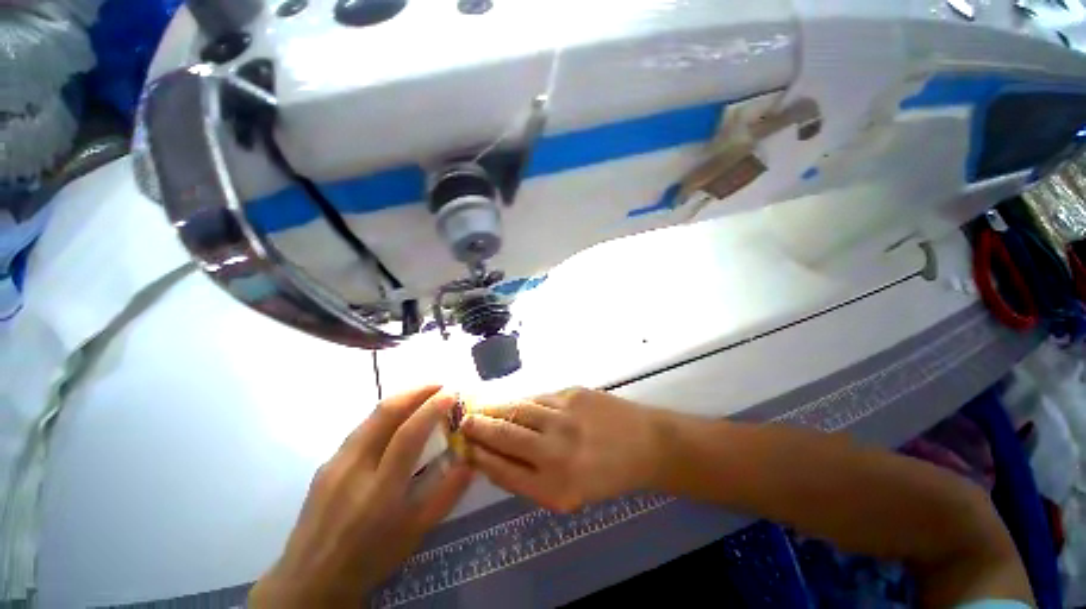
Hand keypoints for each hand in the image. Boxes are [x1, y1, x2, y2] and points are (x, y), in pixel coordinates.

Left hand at [250, 386, 471, 607]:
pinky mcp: (326, 463)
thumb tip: (469, 459)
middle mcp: (354, 468)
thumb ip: (447, 493)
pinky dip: (384, 416)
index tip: (451, 394)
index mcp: (380, 490)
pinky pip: (360, 429)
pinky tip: (396, 423)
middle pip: (384, 414)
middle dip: (416, 391)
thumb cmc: (371, 557)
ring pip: (370, 416)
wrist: (310, 579)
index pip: (408, 434)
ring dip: (400, 399)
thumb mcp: (417, 531)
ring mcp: (335, 463)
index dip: (432, 408)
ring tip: (422, 397)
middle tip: (439, 385)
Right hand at [460, 388, 658, 512]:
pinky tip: (517, 404)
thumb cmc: (606, 476)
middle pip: (503, 434)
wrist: (645, 445)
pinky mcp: (572, 394)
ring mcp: (563, 417)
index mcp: (553, 488)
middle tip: (463, 421)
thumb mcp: (568, 495)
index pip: (501, 470)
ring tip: (483, 409)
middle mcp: (555, 451)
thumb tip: (494, 457)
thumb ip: (530, 478)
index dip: (478, 456)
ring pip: (517, 409)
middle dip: (478, 427)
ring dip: (496, 409)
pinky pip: (538, 397)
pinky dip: (522, 401)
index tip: (464, 447)